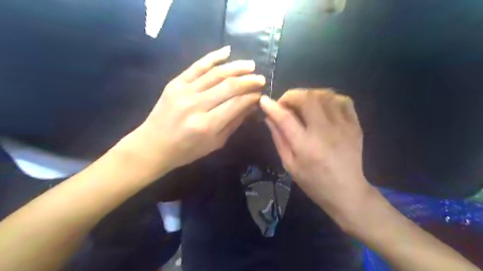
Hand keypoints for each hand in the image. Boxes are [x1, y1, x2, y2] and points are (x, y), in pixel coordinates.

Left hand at [119, 46, 265, 175]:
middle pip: (229, 86)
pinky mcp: (175, 83)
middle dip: (248, 81)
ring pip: (216, 73)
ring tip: (251, 65)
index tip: (260, 94)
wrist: (153, 145)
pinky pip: (197, 66)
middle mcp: (196, 105)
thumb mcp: (215, 143)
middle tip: (260, 79)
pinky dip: (213, 57)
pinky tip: (227, 51)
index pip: (236, 104)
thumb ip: (234, 123)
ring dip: (236, 67)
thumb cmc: (187, 150)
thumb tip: (250, 106)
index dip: (251, 97)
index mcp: (207, 125)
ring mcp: (184, 91)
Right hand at [260, 89, 372, 226]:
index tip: (264, 101)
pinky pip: (343, 100)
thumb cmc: (313, 182)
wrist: (347, 191)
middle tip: (286, 103)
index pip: (286, 118)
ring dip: (309, 94)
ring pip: (325, 95)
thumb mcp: (289, 164)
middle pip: (308, 99)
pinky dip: (329, 97)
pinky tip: (322, 105)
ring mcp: (343, 126)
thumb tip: (269, 117)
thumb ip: (279, 138)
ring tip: (302, 104)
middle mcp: (325, 132)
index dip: (272, 106)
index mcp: (306, 146)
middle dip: (292, 96)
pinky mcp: (355, 125)